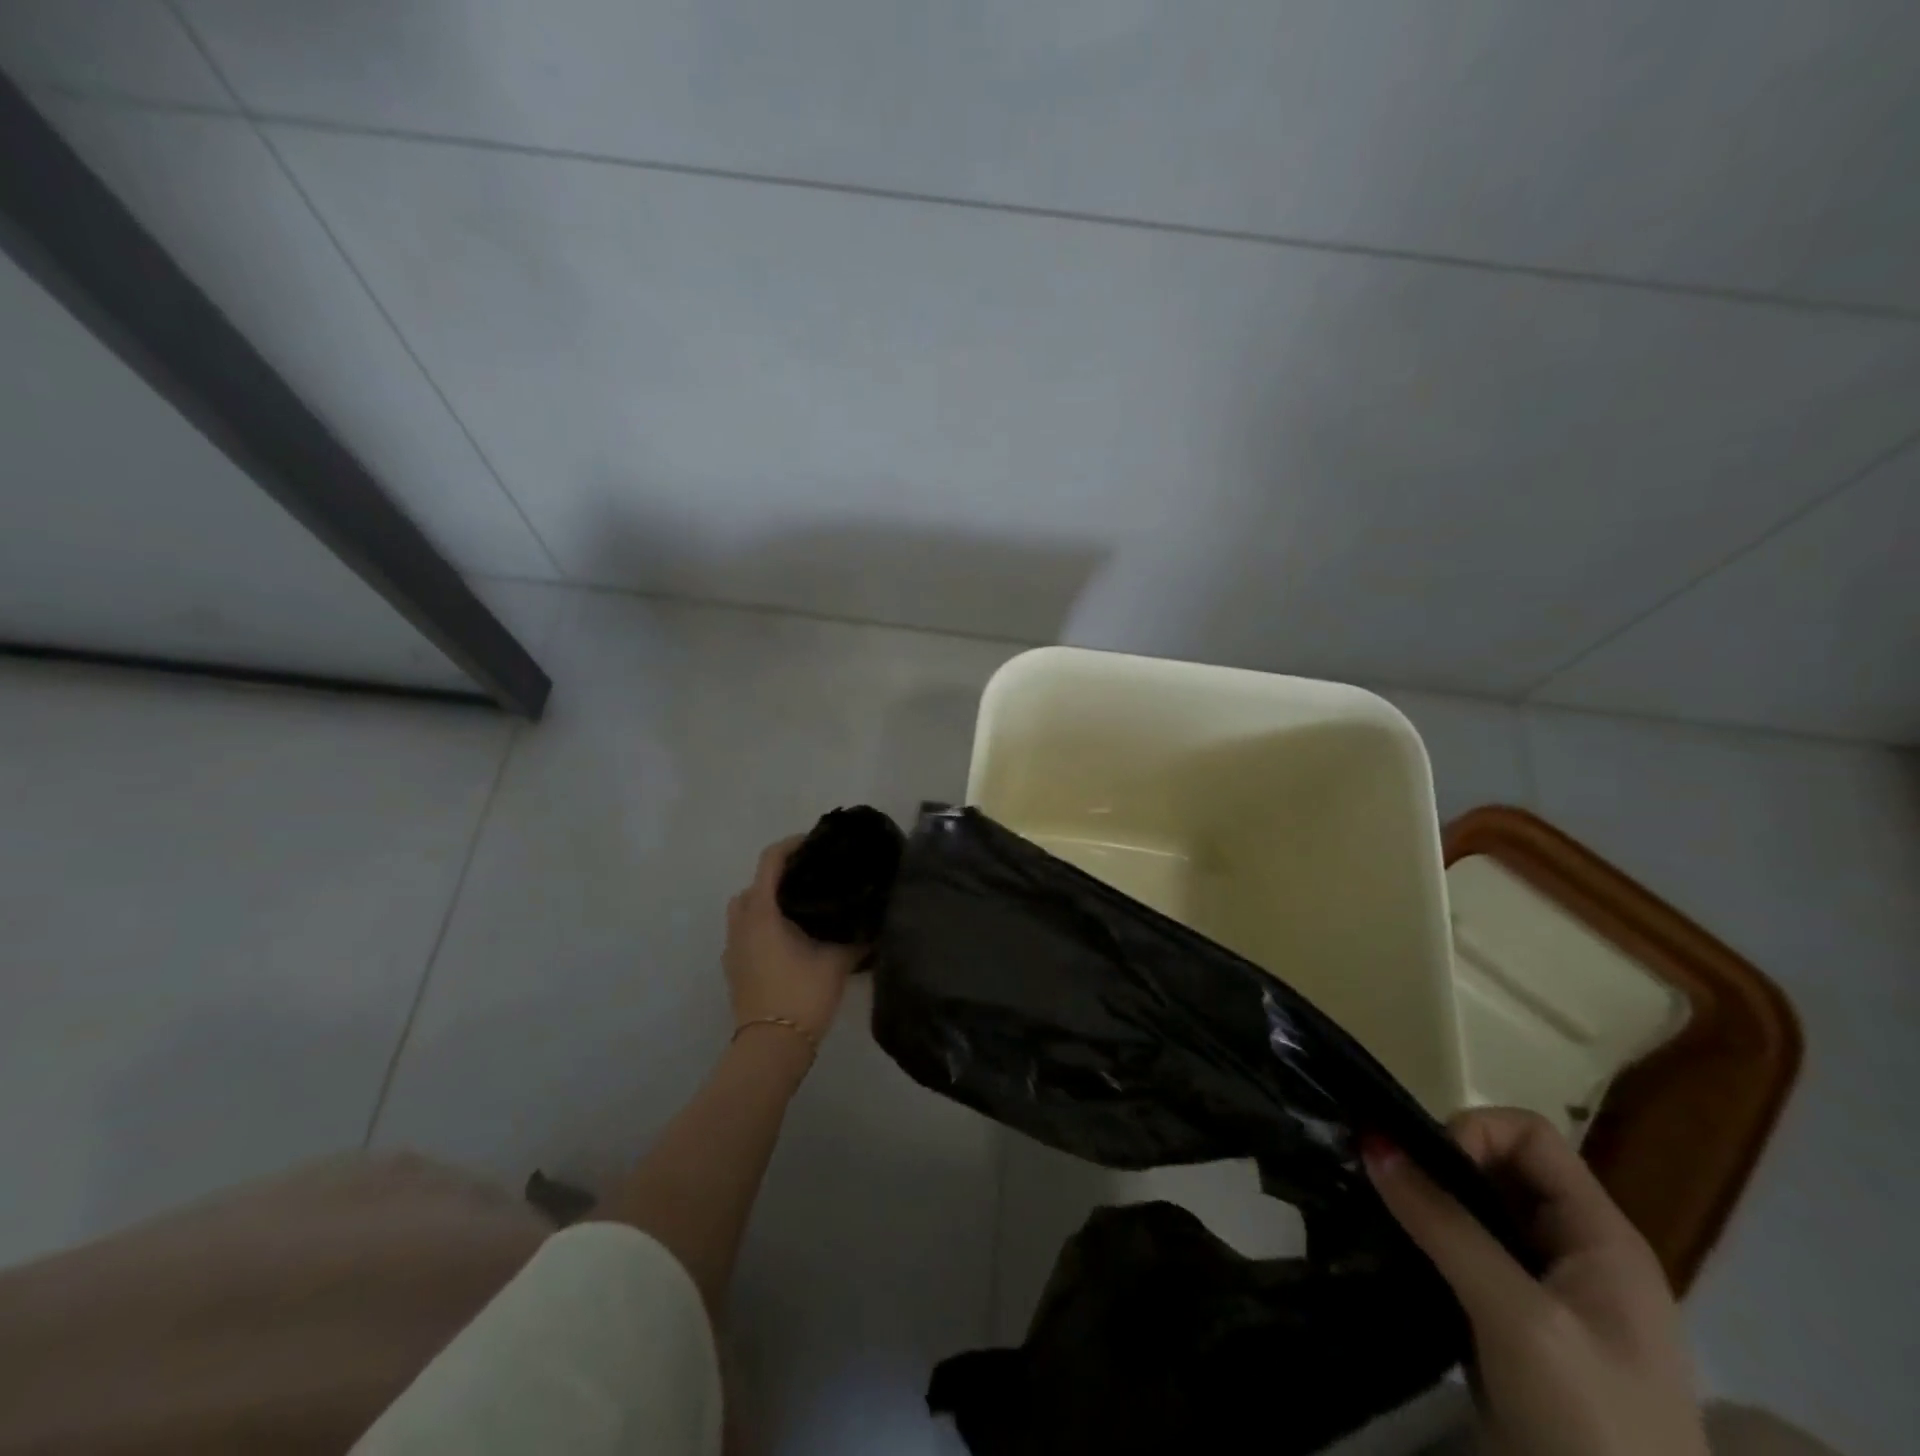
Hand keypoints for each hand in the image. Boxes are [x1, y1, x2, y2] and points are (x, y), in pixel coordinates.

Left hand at [723, 836, 860, 1045]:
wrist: (771, 1049)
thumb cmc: (802, 995)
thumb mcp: (837, 961)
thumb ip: (856, 935)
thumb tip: (874, 918)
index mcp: (762, 913)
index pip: (770, 861)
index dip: (791, 845)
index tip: (816, 842)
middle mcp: (741, 925)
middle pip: (754, 884)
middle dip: (778, 875)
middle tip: (811, 878)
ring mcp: (733, 949)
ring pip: (746, 910)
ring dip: (768, 902)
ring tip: (802, 910)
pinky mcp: (734, 969)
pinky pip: (745, 933)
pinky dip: (763, 926)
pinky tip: (791, 941)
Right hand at [1364, 1108, 1708, 1455]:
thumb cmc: (1592, 1428)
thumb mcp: (1519, 1320)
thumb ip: (1445, 1225)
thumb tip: (1373, 1140)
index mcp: (1601, 1237)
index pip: (1530, 1135)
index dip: (1473, 1133)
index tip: (1426, 1168)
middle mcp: (1577, 1250)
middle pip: (1500, 1166)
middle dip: (1440, 1165)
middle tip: (1392, 1189)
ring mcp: (1548, 1291)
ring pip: (1477, 1209)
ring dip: (1428, 1201)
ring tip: (1382, 1212)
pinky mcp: (1515, 1324)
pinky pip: (1466, 1253)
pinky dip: (1428, 1240)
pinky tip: (1396, 1250)